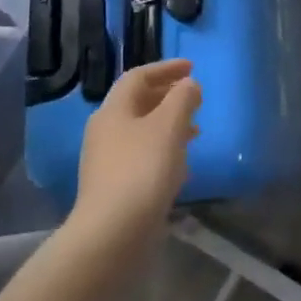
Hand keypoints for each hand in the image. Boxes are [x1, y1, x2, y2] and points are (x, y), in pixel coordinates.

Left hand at [71, 59, 200, 241]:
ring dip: (168, 123)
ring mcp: (107, 160)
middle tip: (194, 96)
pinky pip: (142, 155)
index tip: (192, 67)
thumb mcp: (169, 125)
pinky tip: (182, 162)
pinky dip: (163, 148)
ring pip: (142, 130)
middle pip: (137, 102)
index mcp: (113, 110)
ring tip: (195, 127)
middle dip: (168, 95)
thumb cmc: (143, 169)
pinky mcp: (115, 186)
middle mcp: (105, 131)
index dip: (165, 68)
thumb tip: (188, 84)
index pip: (138, 77)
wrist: (113, 232)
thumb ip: (182, 98)